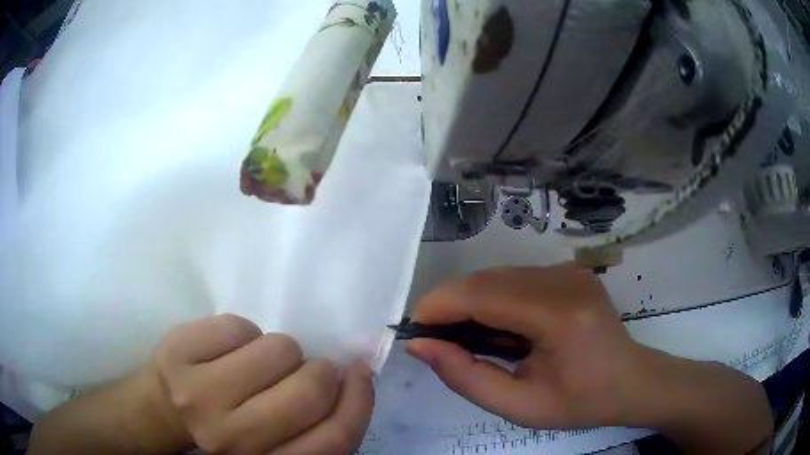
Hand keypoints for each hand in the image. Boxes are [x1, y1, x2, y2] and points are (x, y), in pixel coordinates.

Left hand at [148, 314, 373, 454]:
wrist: (163, 411)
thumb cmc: (225, 428)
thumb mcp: (273, 441)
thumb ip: (311, 424)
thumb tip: (352, 377)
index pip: (333, 439)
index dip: (358, 402)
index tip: (359, 374)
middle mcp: (234, 439)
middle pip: (309, 390)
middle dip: (319, 370)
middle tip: (303, 369)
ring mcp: (200, 395)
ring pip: (278, 350)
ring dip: (279, 350)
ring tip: (258, 362)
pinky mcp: (177, 353)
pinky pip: (238, 326)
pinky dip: (243, 332)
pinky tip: (227, 349)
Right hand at [407, 265, 772, 453]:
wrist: (632, 381)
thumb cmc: (581, 402)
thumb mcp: (521, 406)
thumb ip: (467, 378)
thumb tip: (421, 346)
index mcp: (559, 315)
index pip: (482, 295)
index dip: (439, 306)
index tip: (414, 330)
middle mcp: (565, 280)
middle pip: (486, 280)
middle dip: (450, 305)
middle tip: (436, 340)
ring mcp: (570, 270)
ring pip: (498, 275)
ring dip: (471, 302)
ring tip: (465, 337)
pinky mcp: (570, 270)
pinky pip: (516, 278)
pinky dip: (494, 298)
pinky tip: (497, 326)